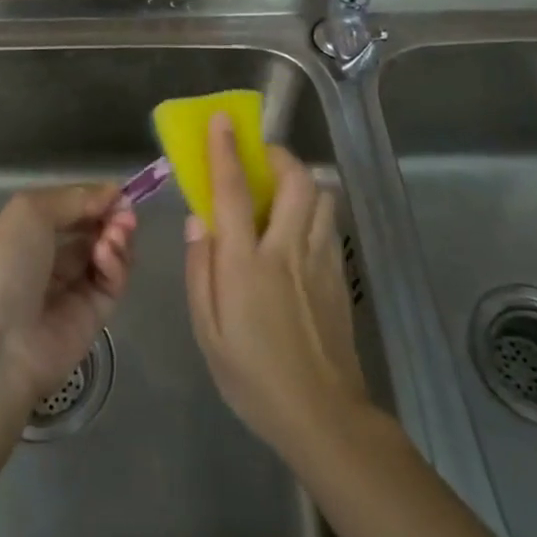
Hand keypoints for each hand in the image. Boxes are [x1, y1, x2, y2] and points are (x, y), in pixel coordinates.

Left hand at [0, 184, 136, 402]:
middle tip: (124, 212)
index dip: (92, 199)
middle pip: (91, 231)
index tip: (116, 191)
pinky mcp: (92, 319)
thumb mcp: (28, 212)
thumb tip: (112, 193)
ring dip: (117, 237)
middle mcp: (47, 262)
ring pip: (106, 255)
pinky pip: (111, 284)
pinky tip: (106, 255)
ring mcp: (70, 292)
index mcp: (23, 236)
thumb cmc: (2, 268)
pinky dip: (115, 264)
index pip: (67, 211)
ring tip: (116, 232)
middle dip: (110, 216)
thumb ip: (73, 198)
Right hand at [184, 114, 368, 453]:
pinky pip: (330, 224)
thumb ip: (201, 270)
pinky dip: (315, 210)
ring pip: (321, 197)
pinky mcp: (339, 276)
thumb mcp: (208, 330)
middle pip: (295, 181)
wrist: (323, 415)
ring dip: (301, 181)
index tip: (222, 120)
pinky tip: (299, 231)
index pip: (234, 191)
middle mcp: (286, 249)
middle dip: (278, 156)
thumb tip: (198, 222)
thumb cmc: (253, 375)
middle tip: (260, 159)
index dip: (226, 150)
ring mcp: (320, 260)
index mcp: (247, 262)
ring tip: (280, 192)